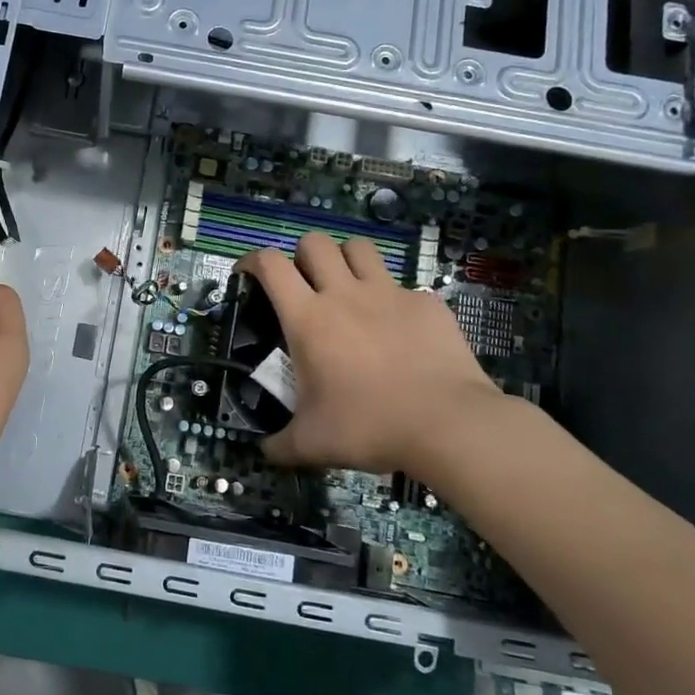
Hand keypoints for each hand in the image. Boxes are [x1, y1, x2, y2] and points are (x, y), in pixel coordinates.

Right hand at [240, 232, 508, 478]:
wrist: (448, 424)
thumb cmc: (369, 426)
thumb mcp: (312, 443)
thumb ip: (280, 444)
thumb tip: (264, 452)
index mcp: (308, 318)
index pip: (270, 264)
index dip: (252, 260)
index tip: (246, 275)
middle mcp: (345, 294)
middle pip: (314, 242)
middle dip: (302, 255)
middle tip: (303, 285)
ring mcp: (390, 294)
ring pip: (359, 248)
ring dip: (346, 261)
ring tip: (347, 288)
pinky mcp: (427, 303)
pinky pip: (403, 286)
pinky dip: (393, 299)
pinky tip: (398, 329)